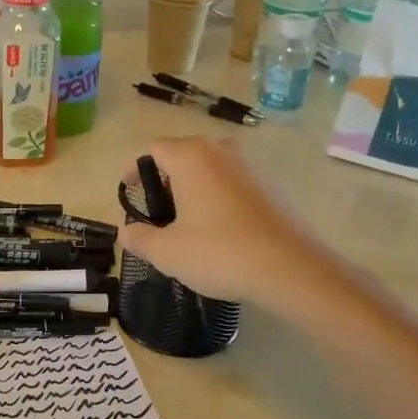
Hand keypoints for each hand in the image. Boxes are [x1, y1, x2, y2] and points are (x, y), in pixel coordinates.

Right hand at [119, 137, 332, 313]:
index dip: (135, 169)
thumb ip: (139, 238)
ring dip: (194, 187)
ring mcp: (250, 166)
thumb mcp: (167, 252)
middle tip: (157, 212)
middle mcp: (221, 151)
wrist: (291, 269)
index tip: (130, 193)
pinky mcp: (271, 185)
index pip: (152, 149)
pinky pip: (233, 183)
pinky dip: (219, 197)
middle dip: (165, 178)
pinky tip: (220, 230)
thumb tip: (126, 232)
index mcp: (190, 157)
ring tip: (187, 221)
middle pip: (182, 154)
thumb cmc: (219, 252)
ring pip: (210, 167)